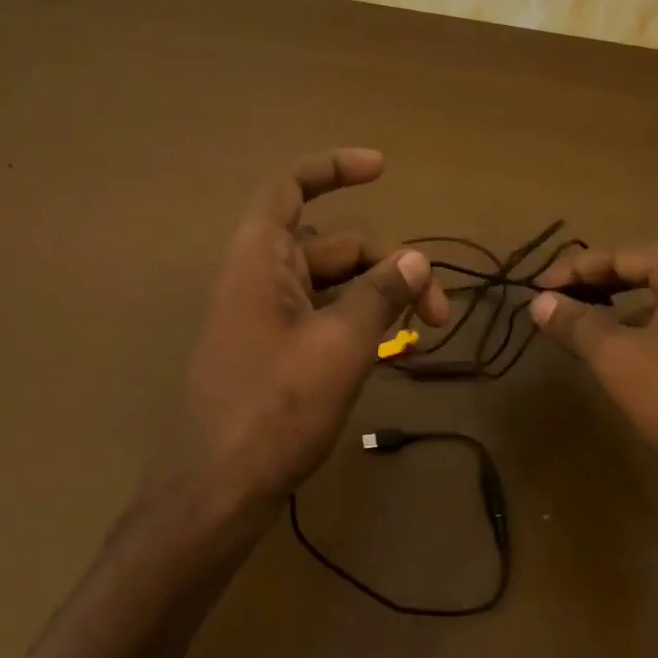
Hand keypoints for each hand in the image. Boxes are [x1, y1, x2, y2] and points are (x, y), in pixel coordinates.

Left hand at [177, 148, 448, 516]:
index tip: (383, 169)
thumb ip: (380, 294)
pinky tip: (394, 351)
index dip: (333, 168)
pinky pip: (323, 319)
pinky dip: (359, 325)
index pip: (290, 187)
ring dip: (379, 298)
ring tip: (423, 332)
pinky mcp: (274, 352)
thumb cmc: (275, 407)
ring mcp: (265, 318)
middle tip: (438, 310)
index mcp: (260, 259)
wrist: (219, 489)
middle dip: (388, 265)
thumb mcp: (340, 345)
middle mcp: (259, 278)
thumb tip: (416, 260)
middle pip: (333, 245)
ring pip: (334, 286)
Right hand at [530, 242, 657, 512]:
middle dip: (599, 283)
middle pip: (648, 270)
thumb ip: (576, 323)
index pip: (623, 255)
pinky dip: (648, 328)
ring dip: (622, 306)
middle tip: (558, 299)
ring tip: (585, 323)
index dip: (574, 269)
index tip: (537, 288)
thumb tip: (538, 301)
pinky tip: (626, 352)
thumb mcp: (617, 358)